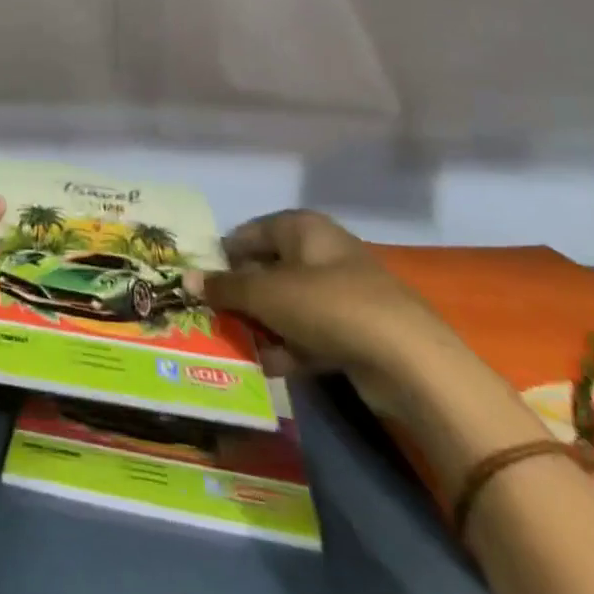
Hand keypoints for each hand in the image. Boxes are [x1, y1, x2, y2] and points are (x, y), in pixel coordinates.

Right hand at [187, 210, 461, 403]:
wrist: (409, 361)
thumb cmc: (326, 305)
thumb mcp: (264, 293)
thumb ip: (223, 287)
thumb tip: (184, 279)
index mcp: (302, 227)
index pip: (249, 233)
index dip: (222, 255)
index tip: (199, 280)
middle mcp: (322, 252)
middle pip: (268, 269)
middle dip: (241, 294)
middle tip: (211, 315)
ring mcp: (343, 292)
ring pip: (288, 304)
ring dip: (263, 324)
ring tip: (234, 343)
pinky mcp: (357, 331)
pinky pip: (310, 332)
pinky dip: (290, 347)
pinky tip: (268, 366)